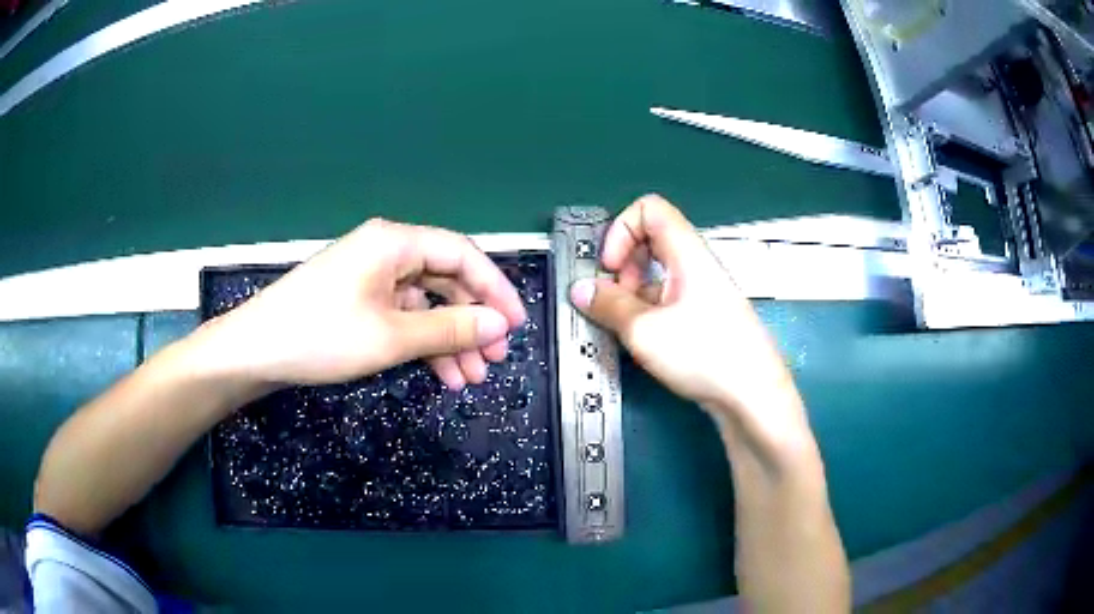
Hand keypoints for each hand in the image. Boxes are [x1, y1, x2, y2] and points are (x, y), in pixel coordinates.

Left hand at [199, 218, 526, 389]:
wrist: (256, 351)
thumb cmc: (321, 335)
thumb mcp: (391, 336)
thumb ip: (450, 328)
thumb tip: (499, 326)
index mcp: (395, 242)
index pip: (462, 255)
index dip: (495, 289)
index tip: (516, 325)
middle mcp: (386, 252)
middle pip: (445, 280)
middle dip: (472, 322)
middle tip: (493, 361)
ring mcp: (371, 278)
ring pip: (426, 304)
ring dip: (449, 340)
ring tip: (469, 379)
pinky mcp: (359, 301)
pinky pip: (403, 317)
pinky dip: (423, 344)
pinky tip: (439, 375)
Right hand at [569, 195, 808, 448]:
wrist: (752, 395)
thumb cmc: (705, 354)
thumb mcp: (644, 330)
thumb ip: (607, 305)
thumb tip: (581, 289)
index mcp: (687, 253)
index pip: (649, 209)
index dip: (621, 229)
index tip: (609, 267)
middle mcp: (695, 265)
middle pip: (650, 240)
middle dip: (622, 264)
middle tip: (612, 298)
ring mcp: (701, 292)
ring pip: (656, 274)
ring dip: (631, 293)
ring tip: (623, 326)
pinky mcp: (702, 318)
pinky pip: (666, 299)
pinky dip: (646, 312)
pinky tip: (640, 341)